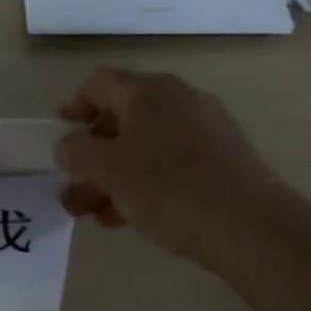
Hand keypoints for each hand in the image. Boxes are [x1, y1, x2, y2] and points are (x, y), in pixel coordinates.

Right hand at [55, 67, 290, 267]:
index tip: (59, 139)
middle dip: (90, 156)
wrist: (250, 227)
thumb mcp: (109, 169)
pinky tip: (128, 217)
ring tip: (94, 214)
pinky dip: (142, 184)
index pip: (99, 84)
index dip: (73, 107)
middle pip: (120, 119)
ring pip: (143, 146)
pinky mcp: (220, 160)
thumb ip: (79, 153)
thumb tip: (68, 146)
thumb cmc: (169, 187)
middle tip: (72, 190)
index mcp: (149, 91)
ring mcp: (204, 130)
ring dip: (112, 177)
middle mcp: (178, 100)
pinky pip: (168, 164)